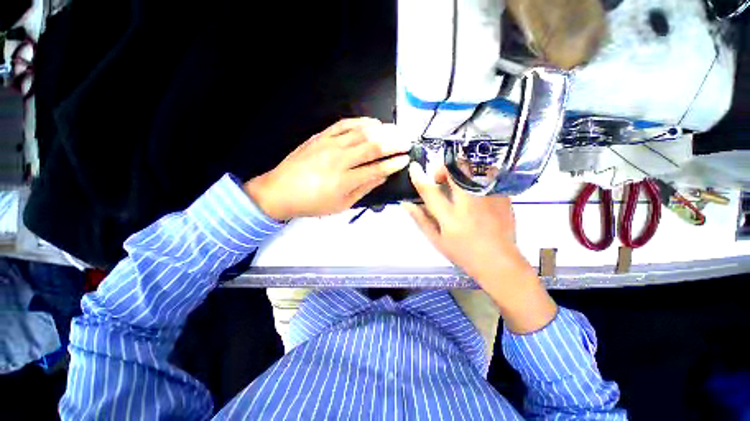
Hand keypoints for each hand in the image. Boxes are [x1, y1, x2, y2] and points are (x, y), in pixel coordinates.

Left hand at [244, 118, 410, 220]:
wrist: (280, 191)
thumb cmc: (313, 203)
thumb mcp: (342, 205)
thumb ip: (364, 189)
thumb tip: (382, 177)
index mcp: (345, 180)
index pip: (377, 169)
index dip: (393, 164)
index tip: (406, 159)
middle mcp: (340, 159)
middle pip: (373, 147)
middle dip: (394, 143)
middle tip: (407, 142)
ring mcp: (330, 144)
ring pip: (361, 133)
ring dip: (382, 130)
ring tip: (395, 130)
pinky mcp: (321, 136)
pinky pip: (344, 124)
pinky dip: (361, 122)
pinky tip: (373, 123)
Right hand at [403, 163, 556, 332]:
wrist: (499, 261)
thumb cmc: (463, 253)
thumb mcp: (436, 240)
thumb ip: (421, 219)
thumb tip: (406, 203)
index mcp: (450, 217)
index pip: (430, 191)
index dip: (419, 177)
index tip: (414, 168)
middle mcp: (469, 203)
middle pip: (455, 171)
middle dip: (444, 169)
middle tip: (441, 180)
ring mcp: (488, 197)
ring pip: (472, 168)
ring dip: (459, 171)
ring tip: (457, 185)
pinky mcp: (502, 195)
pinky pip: (486, 176)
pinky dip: (474, 179)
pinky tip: (474, 193)